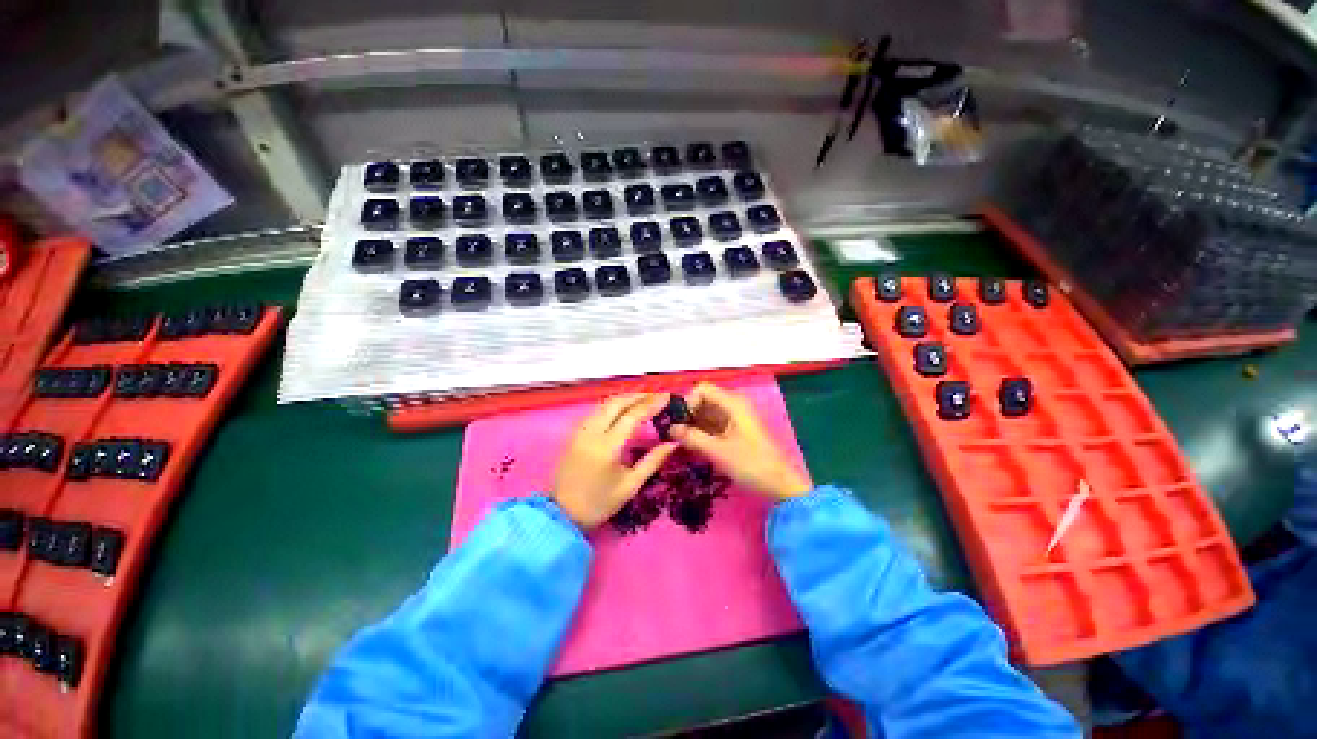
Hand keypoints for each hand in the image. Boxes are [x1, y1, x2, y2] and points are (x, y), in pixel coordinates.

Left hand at [552, 393, 677, 529]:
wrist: (560, 516)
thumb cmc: (598, 503)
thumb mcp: (630, 485)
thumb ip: (652, 461)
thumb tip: (673, 443)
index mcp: (607, 446)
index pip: (632, 415)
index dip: (651, 404)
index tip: (667, 397)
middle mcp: (592, 432)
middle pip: (616, 403)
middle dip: (638, 395)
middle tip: (657, 395)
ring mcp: (580, 431)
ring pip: (604, 404)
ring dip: (625, 398)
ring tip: (644, 398)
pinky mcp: (574, 434)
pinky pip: (596, 411)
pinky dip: (612, 405)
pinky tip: (622, 408)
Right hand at [669, 383, 811, 500]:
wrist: (779, 483)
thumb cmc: (751, 464)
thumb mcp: (718, 451)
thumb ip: (692, 438)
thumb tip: (670, 429)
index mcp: (733, 403)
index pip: (702, 389)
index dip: (687, 402)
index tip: (678, 422)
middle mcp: (733, 405)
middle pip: (703, 400)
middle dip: (687, 414)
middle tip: (673, 433)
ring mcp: (734, 417)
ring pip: (706, 413)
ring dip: (692, 424)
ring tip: (679, 441)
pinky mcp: (733, 430)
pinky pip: (712, 424)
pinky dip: (700, 431)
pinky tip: (691, 444)